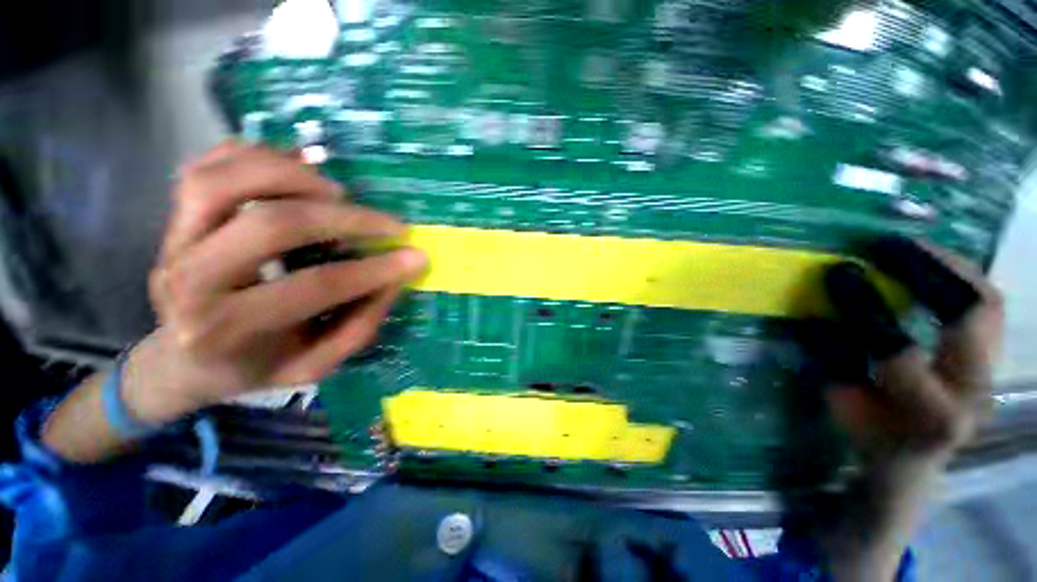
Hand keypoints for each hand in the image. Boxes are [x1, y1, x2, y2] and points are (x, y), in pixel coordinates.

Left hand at [124, 141, 425, 423]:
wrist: (185, 359)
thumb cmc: (255, 365)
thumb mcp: (314, 367)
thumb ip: (358, 326)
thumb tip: (395, 279)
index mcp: (228, 330)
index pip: (315, 287)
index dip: (374, 270)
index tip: (415, 257)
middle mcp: (191, 280)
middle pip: (272, 225)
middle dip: (347, 220)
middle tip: (390, 224)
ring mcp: (173, 241)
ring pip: (225, 182)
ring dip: (294, 176)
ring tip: (339, 192)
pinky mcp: (172, 217)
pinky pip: (205, 165)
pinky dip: (254, 155)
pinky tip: (296, 167)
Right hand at [823, 238, 1002, 467]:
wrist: (914, 455)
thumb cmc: (870, 432)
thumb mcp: (842, 404)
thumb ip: (835, 359)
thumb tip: (820, 309)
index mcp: (930, 414)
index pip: (899, 353)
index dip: (867, 309)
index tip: (841, 272)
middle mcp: (974, 393)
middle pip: (971, 317)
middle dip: (928, 270)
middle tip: (888, 244)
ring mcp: (993, 373)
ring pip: (988, 304)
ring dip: (949, 266)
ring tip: (911, 246)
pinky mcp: (996, 358)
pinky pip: (990, 305)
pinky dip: (962, 277)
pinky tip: (934, 264)